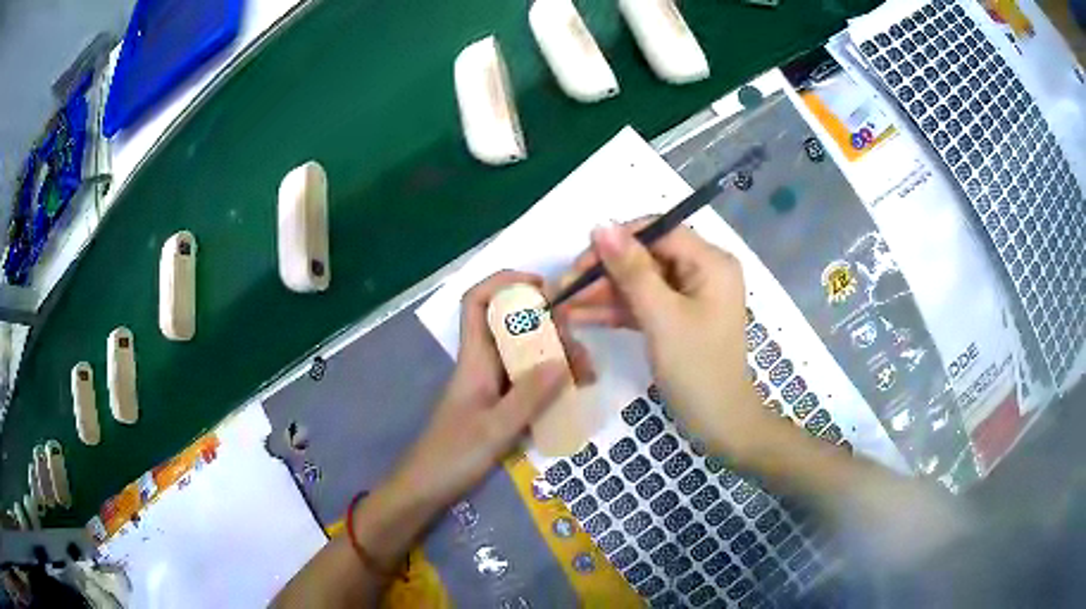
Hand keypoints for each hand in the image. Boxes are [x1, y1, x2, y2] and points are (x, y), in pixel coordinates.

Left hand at [397, 271, 593, 506]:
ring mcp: (492, 385)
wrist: (426, 488)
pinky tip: (573, 395)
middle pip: (515, 327)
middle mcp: (483, 364)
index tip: (543, 288)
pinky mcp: (499, 405)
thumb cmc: (453, 456)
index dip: (505, 282)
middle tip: (580, 355)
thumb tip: (563, 357)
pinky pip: (529, 382)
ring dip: (557, 359)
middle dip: (551, 330)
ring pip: (527, 355)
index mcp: (474, 359)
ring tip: (585, 378)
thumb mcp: (496, 428)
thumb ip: (529, 395)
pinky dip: (552, 383)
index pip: (477, 301)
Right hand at [554, 220, 774, 460]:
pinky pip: (645, 305)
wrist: (720, 424)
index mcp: (711, 262)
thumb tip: (601, 225)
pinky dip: (617, 311)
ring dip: (604, 294)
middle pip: (646, 257)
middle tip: (563, 289)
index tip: (581, 261)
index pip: (659, 232)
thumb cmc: (697, 368)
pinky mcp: (678, 319)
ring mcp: (690, 297)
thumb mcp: (662, 317)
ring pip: (640, 283)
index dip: (618, 241)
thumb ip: (631, 270)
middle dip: (604, 273)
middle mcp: (703, 272)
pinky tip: (581, 318)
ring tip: (563, 306)